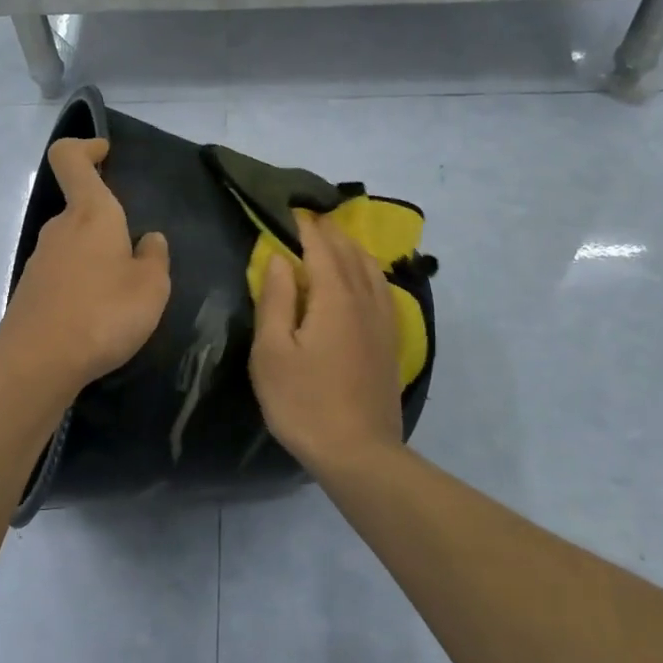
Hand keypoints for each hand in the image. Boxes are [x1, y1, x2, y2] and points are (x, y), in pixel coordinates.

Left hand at [0, 138, 170, 395]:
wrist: (38, 362)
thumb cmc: (103, 313)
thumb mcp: (151, 287)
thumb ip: (154, 258)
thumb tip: (150, 240)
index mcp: (90, 214)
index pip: (71, 158)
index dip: (85, 147)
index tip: (105, 153)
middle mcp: (60, 228)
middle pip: (80, 208)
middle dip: (108, 223)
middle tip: (137, 255)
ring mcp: (40, 259)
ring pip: (73, 244)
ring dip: (97, 258)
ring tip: (123, 294)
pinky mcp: (31, 290)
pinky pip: (63, 273)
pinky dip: (82, 283)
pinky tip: (98, 315)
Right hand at [250, 214, 404, 473]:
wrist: (358, 452)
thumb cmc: (304, 402)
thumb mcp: (272, 352)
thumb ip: (276, 299)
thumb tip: (277, 258)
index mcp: (334, 297)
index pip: (320, 247)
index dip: (304, 226)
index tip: (289, 209)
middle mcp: (364, 299)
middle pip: (348, 252)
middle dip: (328, 231)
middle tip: (308, 219)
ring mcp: (383, 320)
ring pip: (370, 268)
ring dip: (350, 247)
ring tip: (332, 240)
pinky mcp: (391, 340)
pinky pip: (382, 289)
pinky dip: (368, 271)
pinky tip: (362, 278)